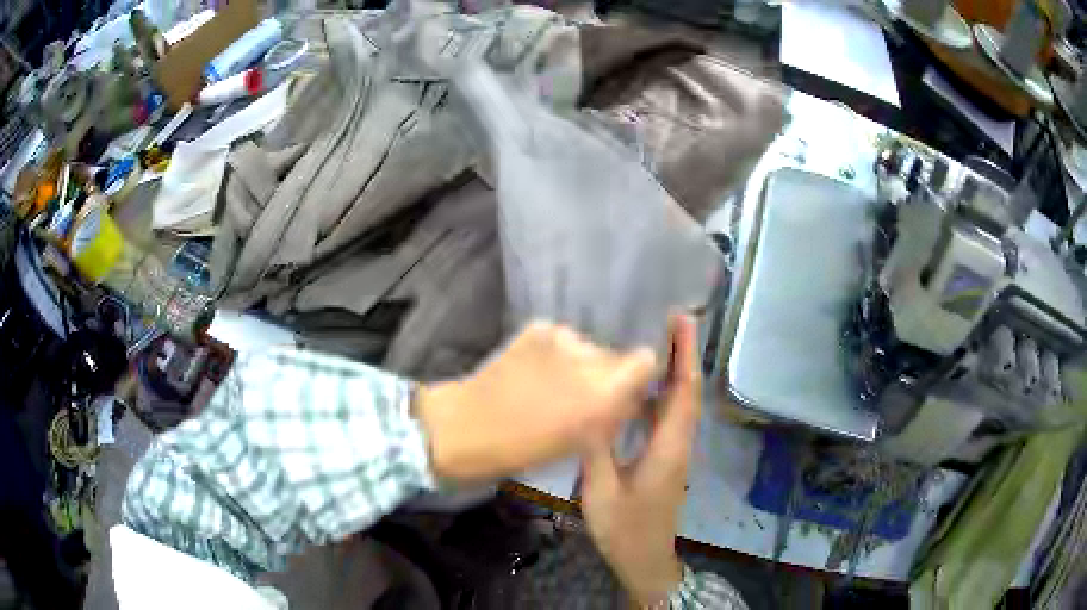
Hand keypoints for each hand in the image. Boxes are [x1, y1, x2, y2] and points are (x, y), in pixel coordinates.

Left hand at [415, 321, 656, 481]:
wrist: (466, 427)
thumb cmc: (524, 450)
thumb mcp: (580, 443)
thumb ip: (612, 414)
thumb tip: (630, 397)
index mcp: (603, 394)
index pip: (645, 361)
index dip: (639, 375)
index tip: (625, 392)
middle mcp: (589, 358)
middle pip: (616, 355)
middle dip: (606, 374)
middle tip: (580, 396)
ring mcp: (561, 338)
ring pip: (588, 348)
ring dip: (579, 364)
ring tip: (551, 385)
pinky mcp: (538, 328)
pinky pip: (563, 340)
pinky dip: (556, 355)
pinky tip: (533, 372)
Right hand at [580, 314, 700, 605]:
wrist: (644, 558)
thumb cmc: (625, 528)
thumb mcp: (602, 490)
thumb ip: (597, 449)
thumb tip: (591, 406)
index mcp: (668, 448)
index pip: (684, 392)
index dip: (686, 355)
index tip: (683, 321)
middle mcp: (678, 444)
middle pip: (687, 392)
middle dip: (684, 354)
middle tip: (671, 319)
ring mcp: (674, 452)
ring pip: (680, 404)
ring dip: (675, 372)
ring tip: (656, 343)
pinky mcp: (665, 460)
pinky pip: (668, 419)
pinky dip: (661, 395)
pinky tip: (639, 389)